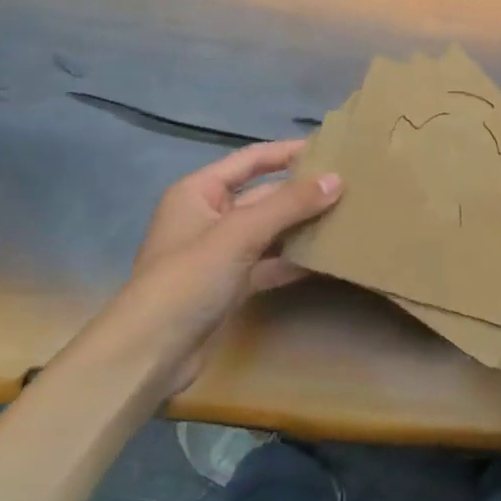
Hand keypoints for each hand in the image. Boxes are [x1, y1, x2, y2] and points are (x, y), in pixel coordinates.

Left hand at [87, 140, 340, 397]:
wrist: (151, 352)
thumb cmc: (189, 277)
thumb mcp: (240, 233)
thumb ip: (289, 205)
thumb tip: (337, 179)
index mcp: (199, 192)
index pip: (250, 160)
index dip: (287, 152)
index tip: (328, 148)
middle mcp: (209, 216)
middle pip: (263, 196)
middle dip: (301, 193)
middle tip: (349, 187)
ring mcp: (220, 253)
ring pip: (269, 232)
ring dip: (302, 227)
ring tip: (346, 218)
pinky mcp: (231, 286)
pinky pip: (269, 264)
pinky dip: (293, 261)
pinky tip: (326, 258)